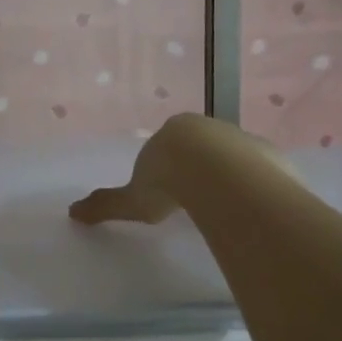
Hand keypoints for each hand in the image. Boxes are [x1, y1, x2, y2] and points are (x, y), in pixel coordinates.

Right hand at [70, 114, 294, 226]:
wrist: (218, 176)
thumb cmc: (168, 183)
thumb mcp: (131, 199)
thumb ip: (104, 205)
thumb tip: (72, 212)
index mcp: (174, 132)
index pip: (170, 147)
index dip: (168, 167)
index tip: (168, 191)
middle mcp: (210, 128)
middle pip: (204, 150)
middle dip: (201, 171)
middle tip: (196, 202)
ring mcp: (243, 140)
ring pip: (236, 160)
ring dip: (231, 179)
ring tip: (225, 210)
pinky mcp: (270, 157)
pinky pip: (261, 174)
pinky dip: (255, 188)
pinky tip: (250, 210)